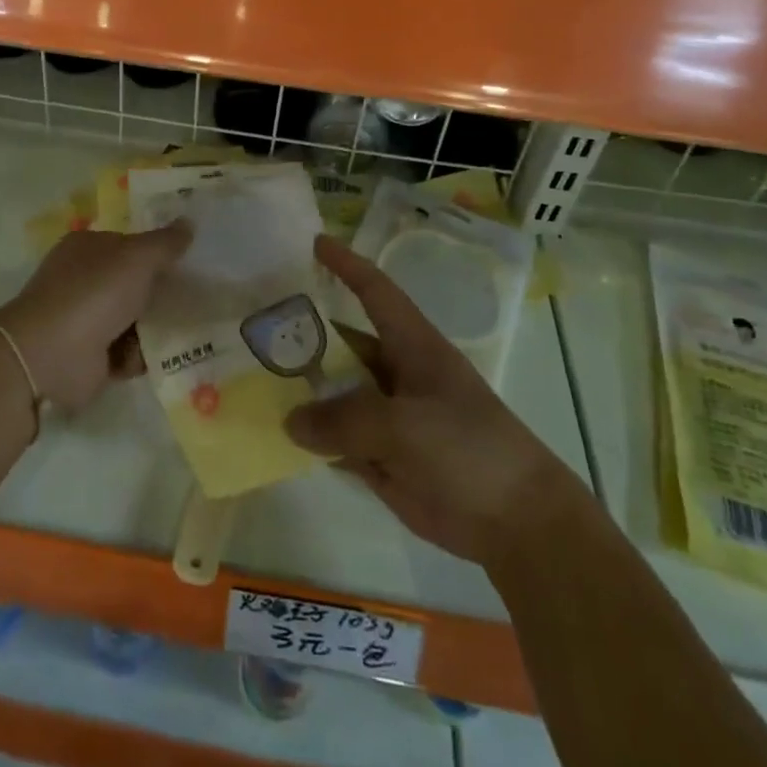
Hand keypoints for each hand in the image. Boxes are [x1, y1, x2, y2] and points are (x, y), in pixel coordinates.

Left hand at [0, 223, 191, 409]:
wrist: (50, 354)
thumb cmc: (94, 293)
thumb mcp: (137, 258)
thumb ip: (165, 242)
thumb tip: (189, 222)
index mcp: (87, 248)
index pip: (129, 244)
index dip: (157, 252)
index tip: (189, 262)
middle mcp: (83, 280)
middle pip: (133, 283)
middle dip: (161, 293)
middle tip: (196, 298)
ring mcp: (84, 319)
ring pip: (133, 319)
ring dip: (155, 328)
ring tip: (185, 330)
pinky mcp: (90, 356)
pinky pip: (126, 351)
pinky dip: (140, 355)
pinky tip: (158, 356)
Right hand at [285, 235, 570, 566]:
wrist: (517, 524)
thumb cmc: (469, 450)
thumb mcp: (406, 427)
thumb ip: (345, 420)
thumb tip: (291, 420)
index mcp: (412, 346)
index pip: (375, 291)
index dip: (347, 265)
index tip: (314, 243)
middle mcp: (394, 373)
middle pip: (341, 344)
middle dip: (302, 334)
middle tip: (252, 327)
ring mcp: (386, 416)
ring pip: (334, 394)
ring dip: (300, 390)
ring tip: (250, 380)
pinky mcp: (381, 455)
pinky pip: (336, 438)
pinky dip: (309, 437)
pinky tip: (273, 434)